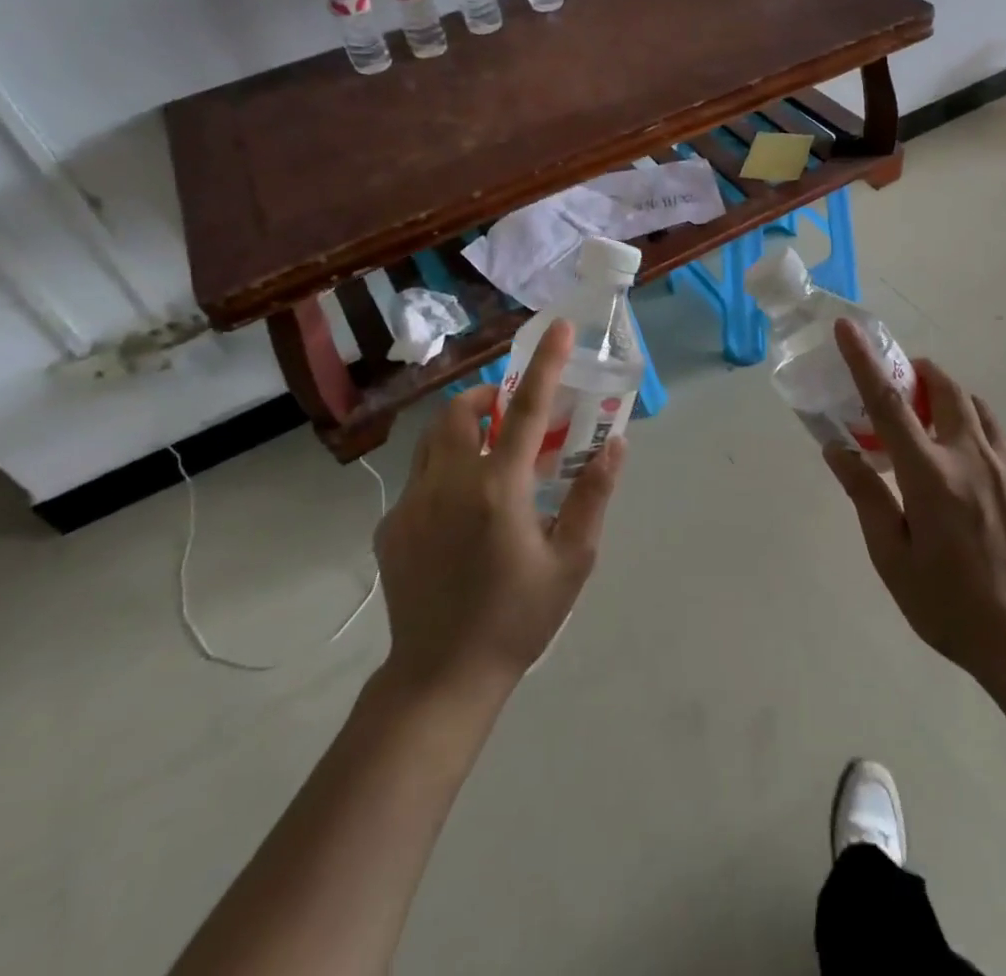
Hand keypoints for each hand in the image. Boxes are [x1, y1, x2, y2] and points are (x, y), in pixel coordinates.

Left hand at [373, 320, 625, 695]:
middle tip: (513, 416)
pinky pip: (420, 479)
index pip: (526, 409)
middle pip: (460, 412)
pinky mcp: (391, 527)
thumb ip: (593, 496)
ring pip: (433, 441)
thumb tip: (615, 445)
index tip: (556, 328)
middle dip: (487, 397)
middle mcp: (449, 484)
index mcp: (499, 489)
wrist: (442, 677)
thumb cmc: (519, 618)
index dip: (544, 364)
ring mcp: (412, 504)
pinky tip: (462, 514)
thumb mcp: (573, 561)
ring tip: (490, 456)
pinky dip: (446, 473)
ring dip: (463, 430)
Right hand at [822, 320, 1005, 691]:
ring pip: (976, 406)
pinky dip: (977, 431)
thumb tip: (837, 448)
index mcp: (930, 475)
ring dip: (948, 400)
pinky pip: (1001, 436)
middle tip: (899, 388)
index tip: (848, 328)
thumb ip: (865, 494)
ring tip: (931, 426)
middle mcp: (973, 456)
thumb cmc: (948, 604)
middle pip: (944, 387)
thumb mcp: (891, 557)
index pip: (889, 403)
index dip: (864, 361)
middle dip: (918, 373)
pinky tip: (969, 465)